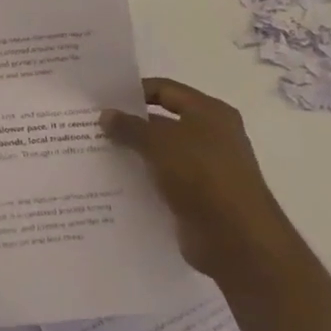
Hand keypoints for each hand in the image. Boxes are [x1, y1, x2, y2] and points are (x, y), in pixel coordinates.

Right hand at [101, 78, 282, 280]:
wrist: (237, 240)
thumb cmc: (202, 176)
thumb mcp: (160, 144)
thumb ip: (130, 127)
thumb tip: (106, 115)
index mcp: (210, 112)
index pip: (165, 90)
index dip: (134, 92)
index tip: (103, 100)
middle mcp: (211, 136)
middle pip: (163, 122)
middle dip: (130, 125)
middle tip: (93, 127)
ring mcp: (206, 169)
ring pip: (161, 154)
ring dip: (134, 155)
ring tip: (97, 155)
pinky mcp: (198, 198)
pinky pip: (164, 182)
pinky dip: (143, 181)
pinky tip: (114, 184)